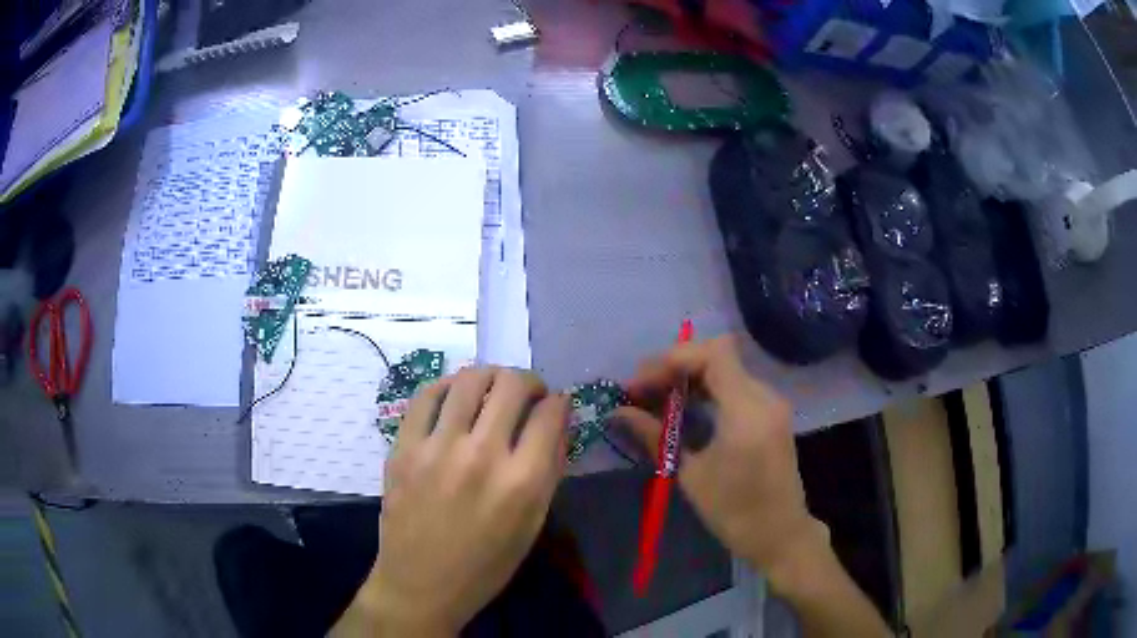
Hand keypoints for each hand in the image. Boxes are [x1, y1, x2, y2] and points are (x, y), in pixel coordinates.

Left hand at [337, 367, 569, 636]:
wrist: (421, 584)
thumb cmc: (485, 565)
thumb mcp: (532, 525)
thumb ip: (550, 469)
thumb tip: (557, 421)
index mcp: (522, 482)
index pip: (550, 414)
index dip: (559, 402)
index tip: (555, 405)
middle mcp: (482, 455)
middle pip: (511, 384)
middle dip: (528, 381)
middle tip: (526, 394)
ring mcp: (437, 447)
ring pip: (469, 379)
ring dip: (489, 376)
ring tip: (491, 389)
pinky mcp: (403, 447)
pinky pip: (426, 395)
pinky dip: (446, 386)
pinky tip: (454, 395)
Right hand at [614, 336, 825, 577]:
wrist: (780, 534)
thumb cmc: (734, 512)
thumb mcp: (690, 475)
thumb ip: (654, 436)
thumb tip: (617, 413)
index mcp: (747, 411)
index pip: (713, 354)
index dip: (674, 358)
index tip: (642, 382)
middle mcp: (764, 397)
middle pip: (718, 356)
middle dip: (676, 366)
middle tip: (642, 391)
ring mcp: (771, 404)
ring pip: (726, 368)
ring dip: (690, 377)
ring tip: (656, 399)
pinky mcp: (771, 414)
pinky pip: (735, 386)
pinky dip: (707, 389)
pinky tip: (685, 409)